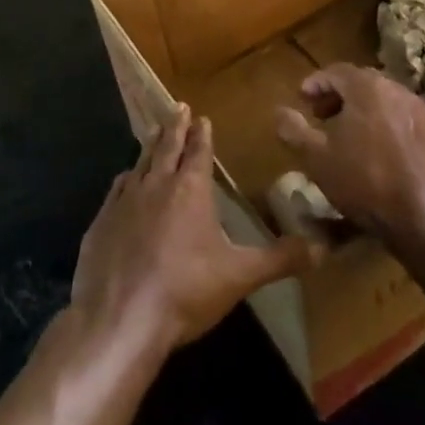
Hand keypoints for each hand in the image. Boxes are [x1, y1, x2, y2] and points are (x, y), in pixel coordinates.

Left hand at [70, 105, 312, 361]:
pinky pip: (116, 189)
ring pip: (140, 162)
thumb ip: (280, 259)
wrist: (120, 317)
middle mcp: (156, 184)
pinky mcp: (101, 220)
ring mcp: (124, 200)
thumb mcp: (240, 276)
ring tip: (154, 133)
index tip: (203, 117)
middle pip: (167, 147)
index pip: (199, 153)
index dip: (202, 135)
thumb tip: (322, 247)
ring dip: (150, 146)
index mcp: (190, 190)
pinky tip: (125, 179)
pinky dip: (126, 178)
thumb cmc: (186, 291)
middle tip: (177, 107)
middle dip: (175, 127)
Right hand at [274, 64, 424, 243]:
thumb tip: (279, 111)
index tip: (303, 99)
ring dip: (373, 115)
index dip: (316, 83)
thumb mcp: (317, 159)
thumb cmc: (365, 185)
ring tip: (360, 140)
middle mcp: (401, 92)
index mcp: (368, 89)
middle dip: (343, 97)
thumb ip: (293, 130)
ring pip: (394, 105)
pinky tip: (394, 159)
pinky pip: (418, 128)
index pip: (336, 71)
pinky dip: (401, 134)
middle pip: (366, 85)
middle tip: (326, 118)